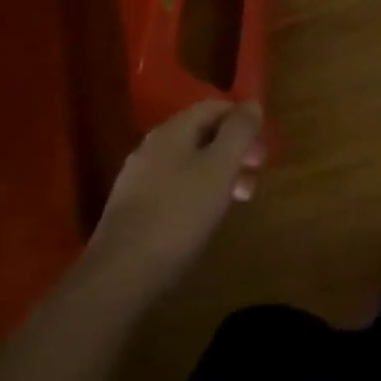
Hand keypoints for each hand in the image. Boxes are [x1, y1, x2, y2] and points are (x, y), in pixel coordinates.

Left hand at [83, 101, 264, 295]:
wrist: (119, 276)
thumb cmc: (179, 214)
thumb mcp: (220, 167)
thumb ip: (239, 131)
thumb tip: (251, 104)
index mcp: (172, 130)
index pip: (214, 107)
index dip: (243, 120)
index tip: (262, 148)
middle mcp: (152, 147)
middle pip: (202, 134)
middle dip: (234, 150)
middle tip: (255, 175)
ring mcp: (138, 178)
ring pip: (189, 162)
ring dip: (219, 173)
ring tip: (238, 200)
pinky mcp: (132, 209)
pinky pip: (174, 187)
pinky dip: (197, 192)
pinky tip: (204, 217)